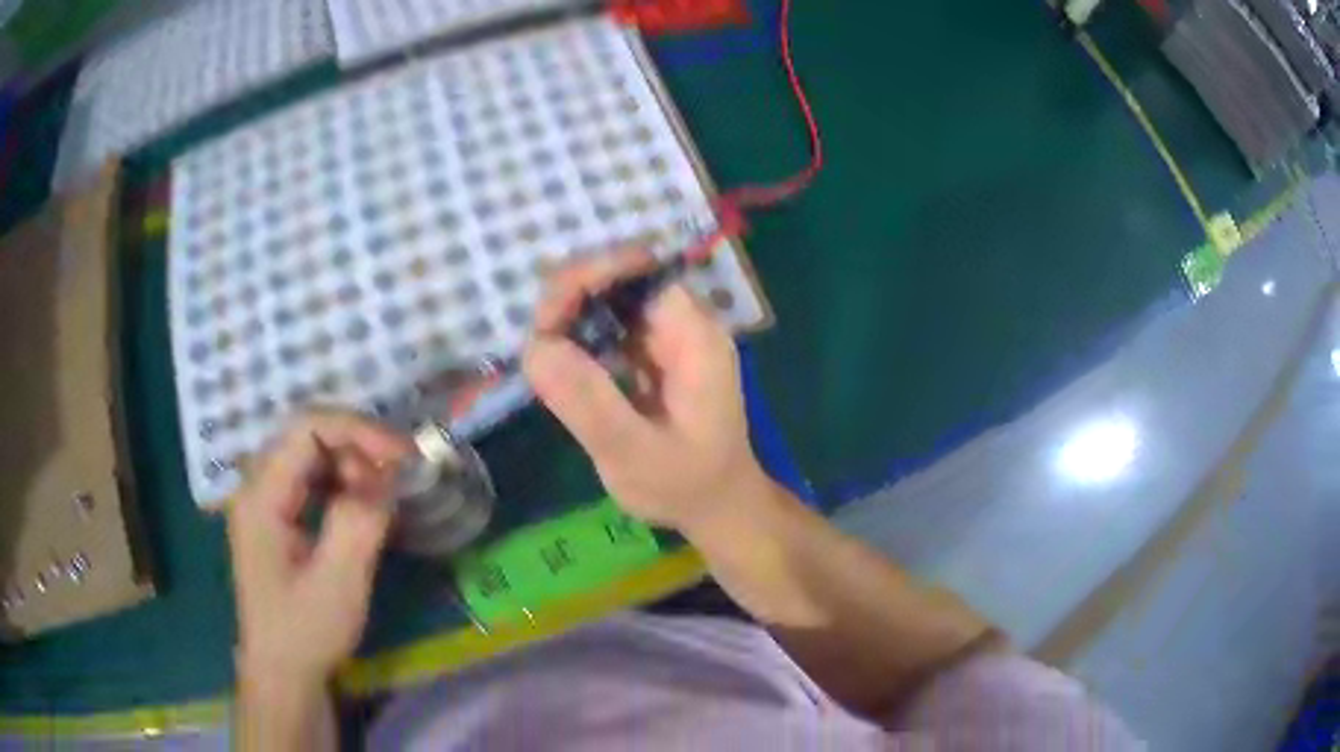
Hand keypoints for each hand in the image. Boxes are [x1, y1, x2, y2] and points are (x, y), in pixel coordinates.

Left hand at [227, 410, 411, 683]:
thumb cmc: (305, 631)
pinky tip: (359, 504)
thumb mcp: (338, 582)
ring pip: (309, 452)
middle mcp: (255, 485)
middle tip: (397, 475)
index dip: (357, 429)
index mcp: (261, 495)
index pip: (306, 428)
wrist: (281, 671)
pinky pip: (308, 477)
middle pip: (307, 433)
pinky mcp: (274, 515)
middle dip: (357, 444)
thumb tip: (386, 473)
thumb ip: (359, 521)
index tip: (403, 455)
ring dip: (351, 462)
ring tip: (382, 491)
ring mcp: (262, 499)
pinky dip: (340, 480)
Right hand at [524, 250, 770, 532]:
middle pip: (620, 277)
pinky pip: (611, 324)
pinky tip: (562, 363)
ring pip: (610, 298)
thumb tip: (535, 346)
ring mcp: (670, 335)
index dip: (588, 278)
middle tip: (538, 349)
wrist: (719, 505)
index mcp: (694, 337)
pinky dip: (580, 335)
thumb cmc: (685, 486)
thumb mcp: (633, 455)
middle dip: (571, 297)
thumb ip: (589, 402)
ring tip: (544, 358)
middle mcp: (685, 323)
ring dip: (570, 316)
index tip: (547, 322)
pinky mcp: (654, 352)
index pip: (639, 271)